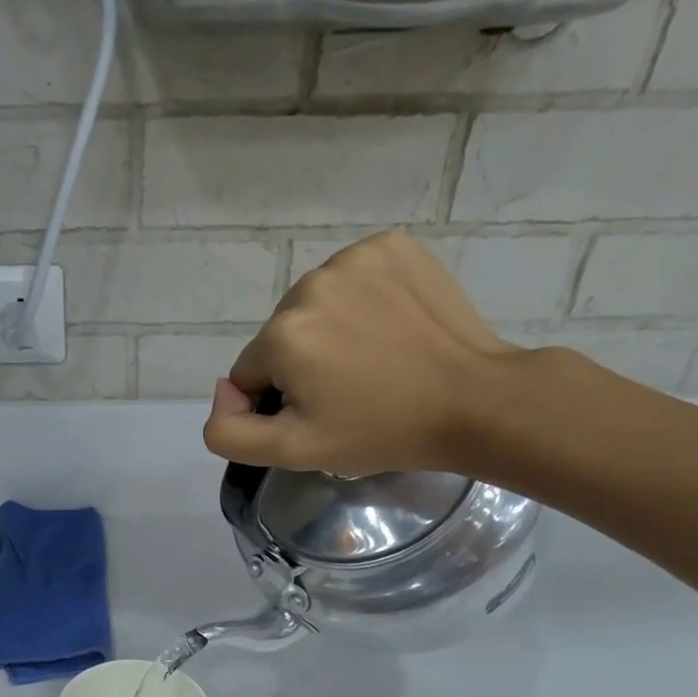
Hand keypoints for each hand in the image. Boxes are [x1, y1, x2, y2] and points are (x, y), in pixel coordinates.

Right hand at [202, 229, 528, 476]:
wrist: (474, 400)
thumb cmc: (381, 431)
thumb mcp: (293, 450)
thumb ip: (229, 431)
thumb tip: (223, 393)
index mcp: (282, 335)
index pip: (250, 373)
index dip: (278, 401)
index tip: (321, 413)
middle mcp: (309, 285)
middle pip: (281, 336)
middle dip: (302, 364)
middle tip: (350, 390)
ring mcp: (354, 258)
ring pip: (314, 306)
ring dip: (330, 330)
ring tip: (373, 358)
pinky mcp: (391, 245)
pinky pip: (352, 278)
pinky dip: (362, 300)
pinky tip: (389, 326)